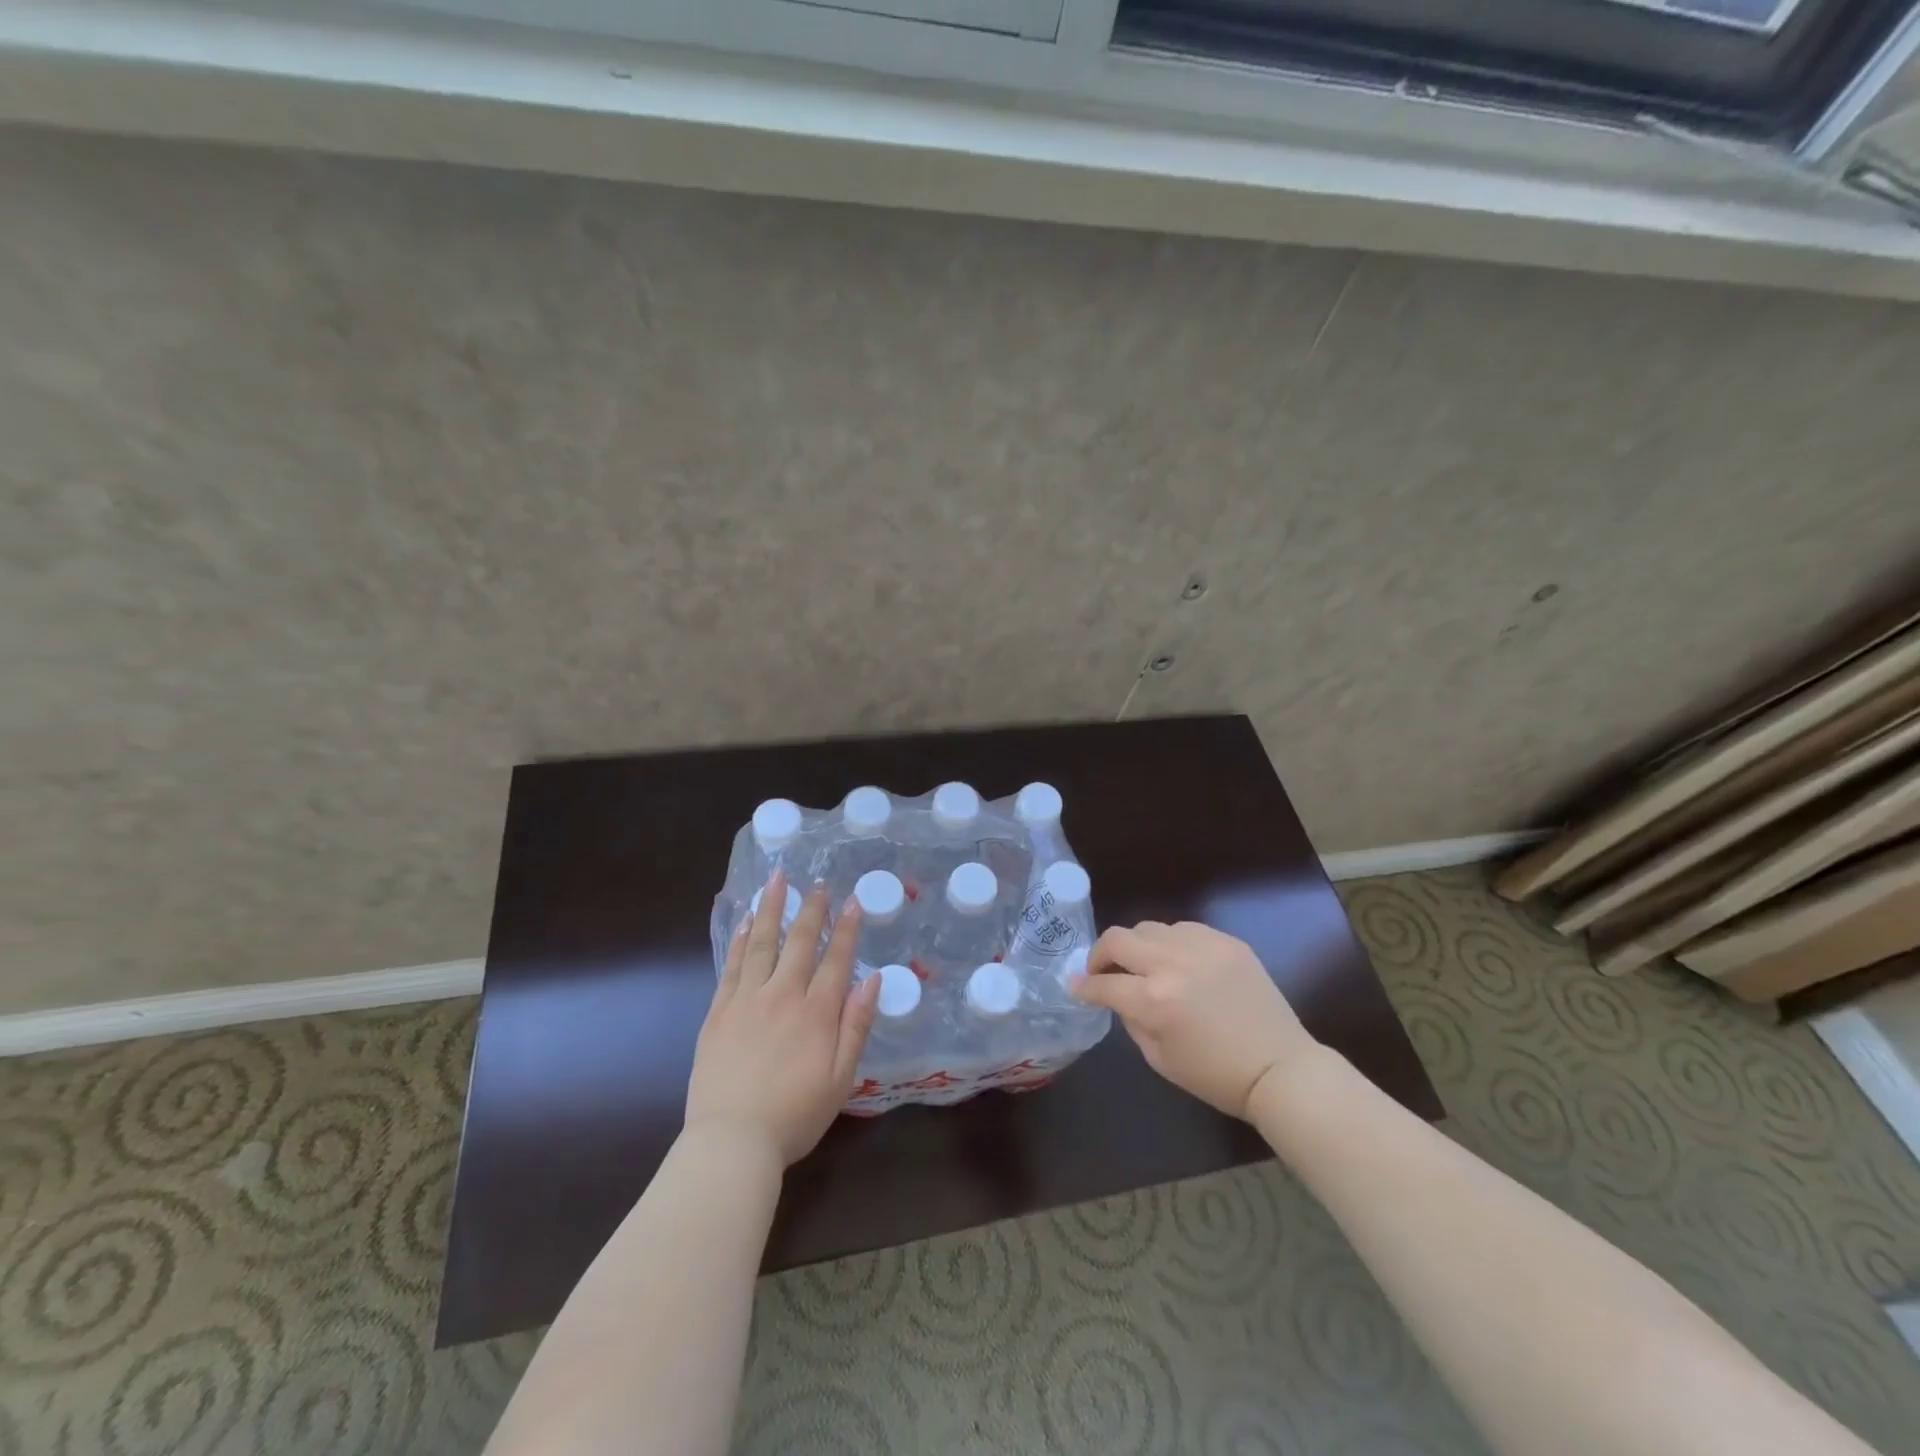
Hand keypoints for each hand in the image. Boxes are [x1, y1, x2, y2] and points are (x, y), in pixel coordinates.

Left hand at [685, 871, 882, 1166]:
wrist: (731, 1142)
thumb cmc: (795, 1115)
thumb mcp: (842, 1078)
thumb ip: (857, 1026)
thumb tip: (873, 979)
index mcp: (817, 1013)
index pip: (836, 959)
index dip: (846, 928)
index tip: (851, 900)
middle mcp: (783, 996)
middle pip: (800, 943)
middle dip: (812, 909)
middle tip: (819, 882)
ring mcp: (747, 1000)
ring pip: (762, 943)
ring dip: (771, 909)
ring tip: (777, 880)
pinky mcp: (719, 1012)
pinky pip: (731, 966)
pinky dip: (739, 940)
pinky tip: (745, 922)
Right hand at [1072, 921, 1320, 1119]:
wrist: (1280, 1068)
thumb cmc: (1216, 1076)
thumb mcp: (1159, 1059)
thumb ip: (1131, 1020)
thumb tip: (1117, 995)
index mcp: (1154, 1001)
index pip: (1103, 984)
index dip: (1084, 986)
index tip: (1076, 986)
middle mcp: (1173, 965)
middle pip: (1117, 939)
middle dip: (1100, 955)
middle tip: (1102, 970)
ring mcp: (1202, 947)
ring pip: (1149, 928)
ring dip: (1137, 946)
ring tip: (1144, 965)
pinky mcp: (1227, 941)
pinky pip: (1184, 929)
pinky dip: (1171, 943)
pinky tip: (1179, 963)